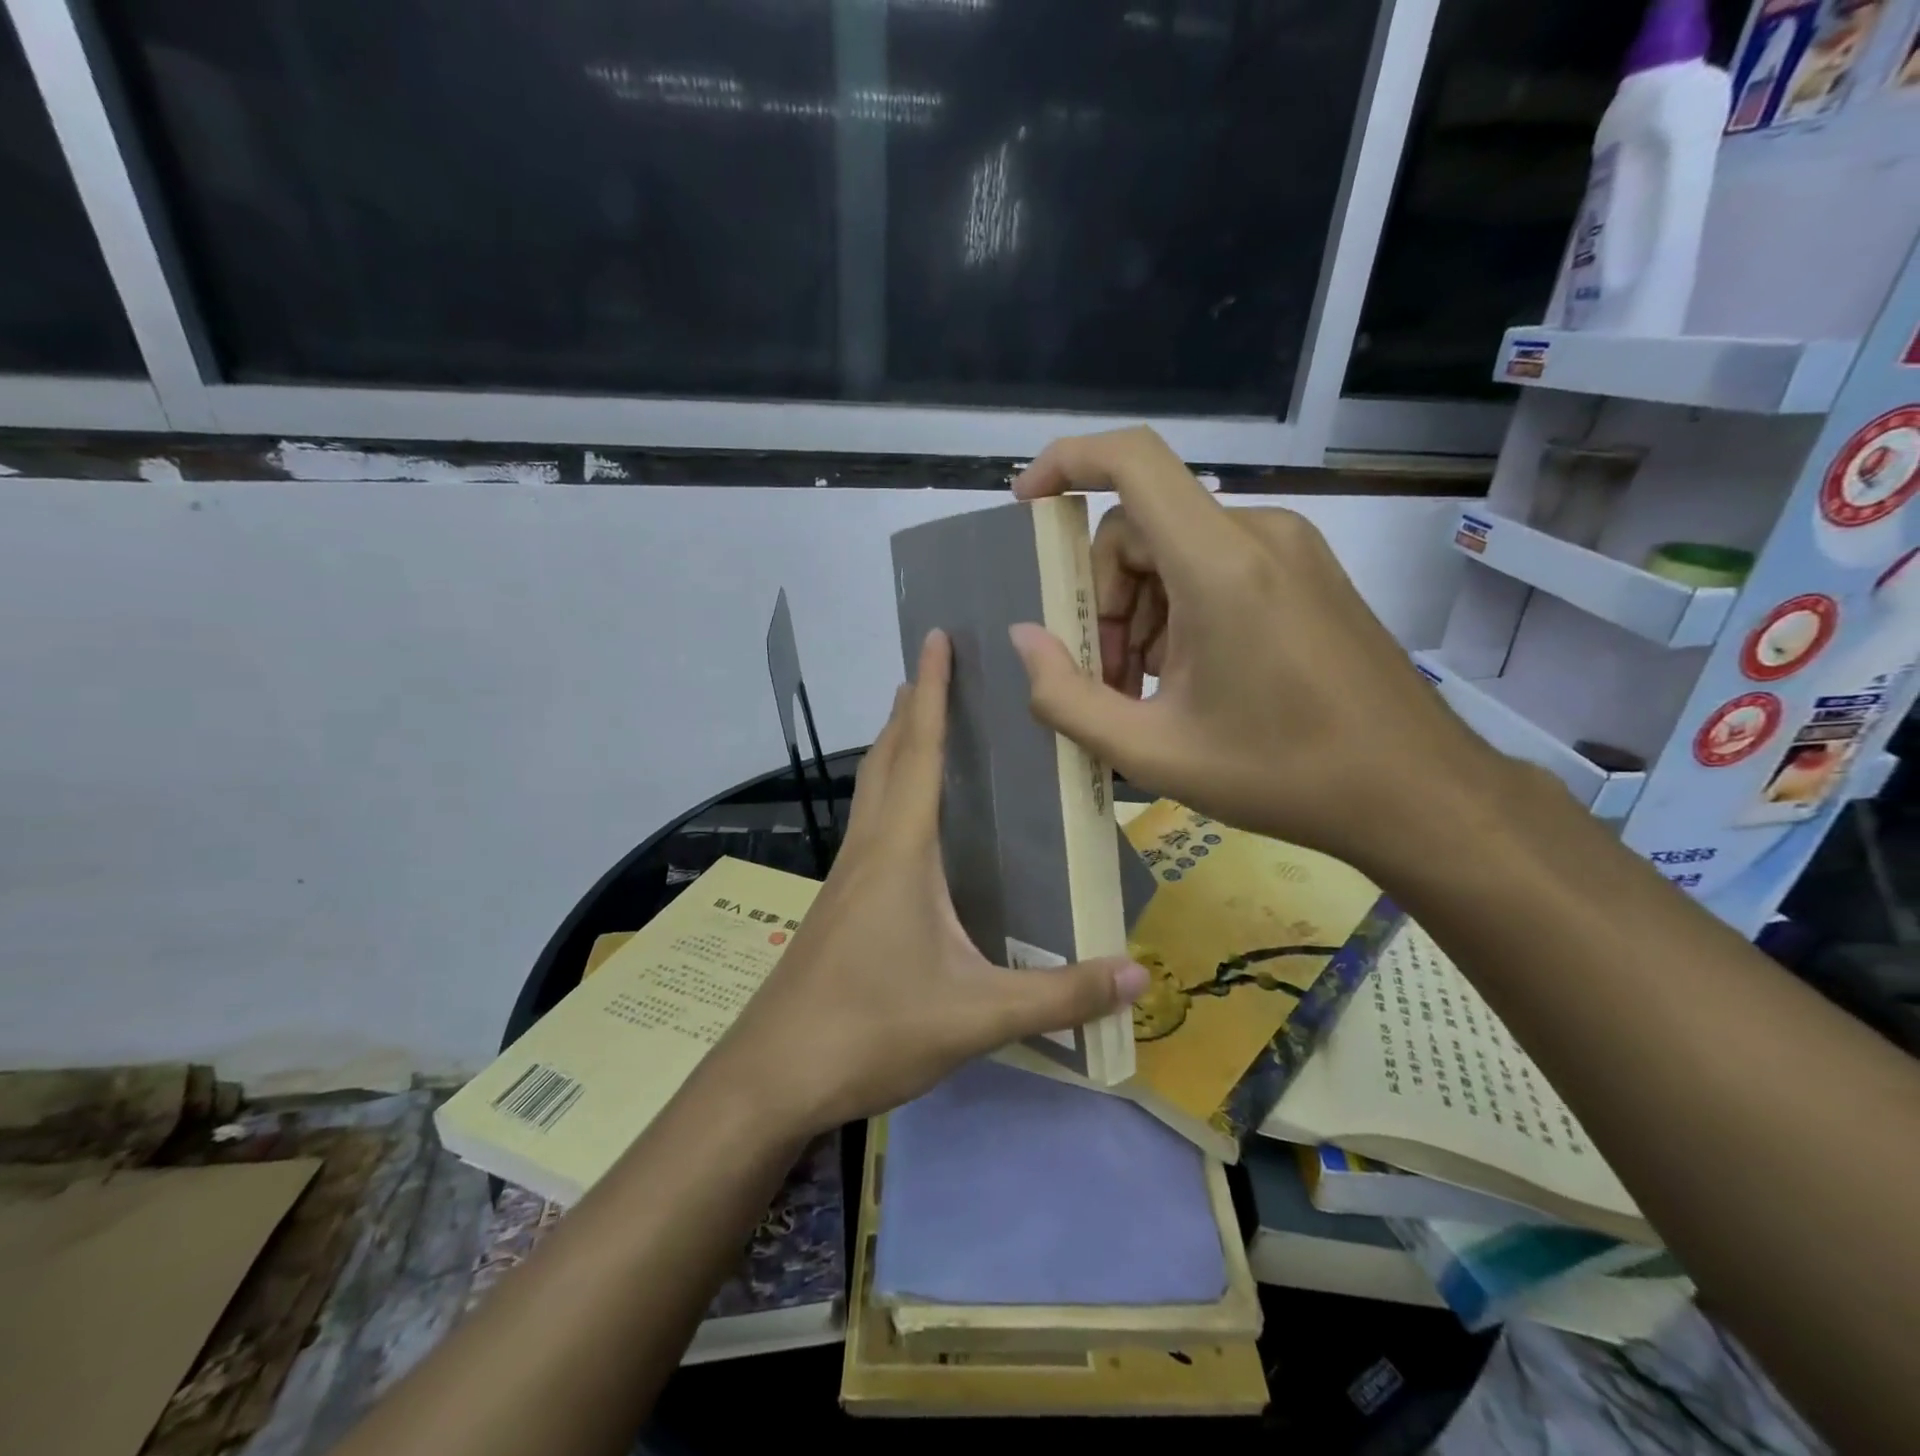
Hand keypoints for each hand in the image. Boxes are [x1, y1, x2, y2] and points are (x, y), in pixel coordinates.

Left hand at [711, 629, 1148, 1140]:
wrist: (771, 1076)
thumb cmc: (870, 1029)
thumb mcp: (975, 1015)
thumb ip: (1059, 995)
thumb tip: (1140, 976)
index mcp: (900, 851)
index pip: (919, 751)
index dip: (931, 691)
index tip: (936, 637)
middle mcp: (868, 849)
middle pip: (887, 758)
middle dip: (909, 707)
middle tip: (935, 668)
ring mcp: (845, 877)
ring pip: (871, 790)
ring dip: (894, 747)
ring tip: (921, 724)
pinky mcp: (838, 905)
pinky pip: (869, 826)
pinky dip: (889, 794)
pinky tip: (909, 823)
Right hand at [1007, 426, 1514, 871]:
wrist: (1415, 791)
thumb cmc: (1281, 774)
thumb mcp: (1152, 752)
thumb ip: (1067, 699)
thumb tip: (1024, 639)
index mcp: (1219, 565)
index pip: (1132, 462)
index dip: (1066, 462)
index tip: (1026, 504)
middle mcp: (1257, 534)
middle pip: (1141, 527)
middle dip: (1104, 597)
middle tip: (1107, 678)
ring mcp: (1290, 550)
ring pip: (1176, 551)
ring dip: (1141, 612)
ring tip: (1147, 691)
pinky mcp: (1308, 573)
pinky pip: (1217, 567)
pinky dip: (1181, 611)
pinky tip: (1190, 679)